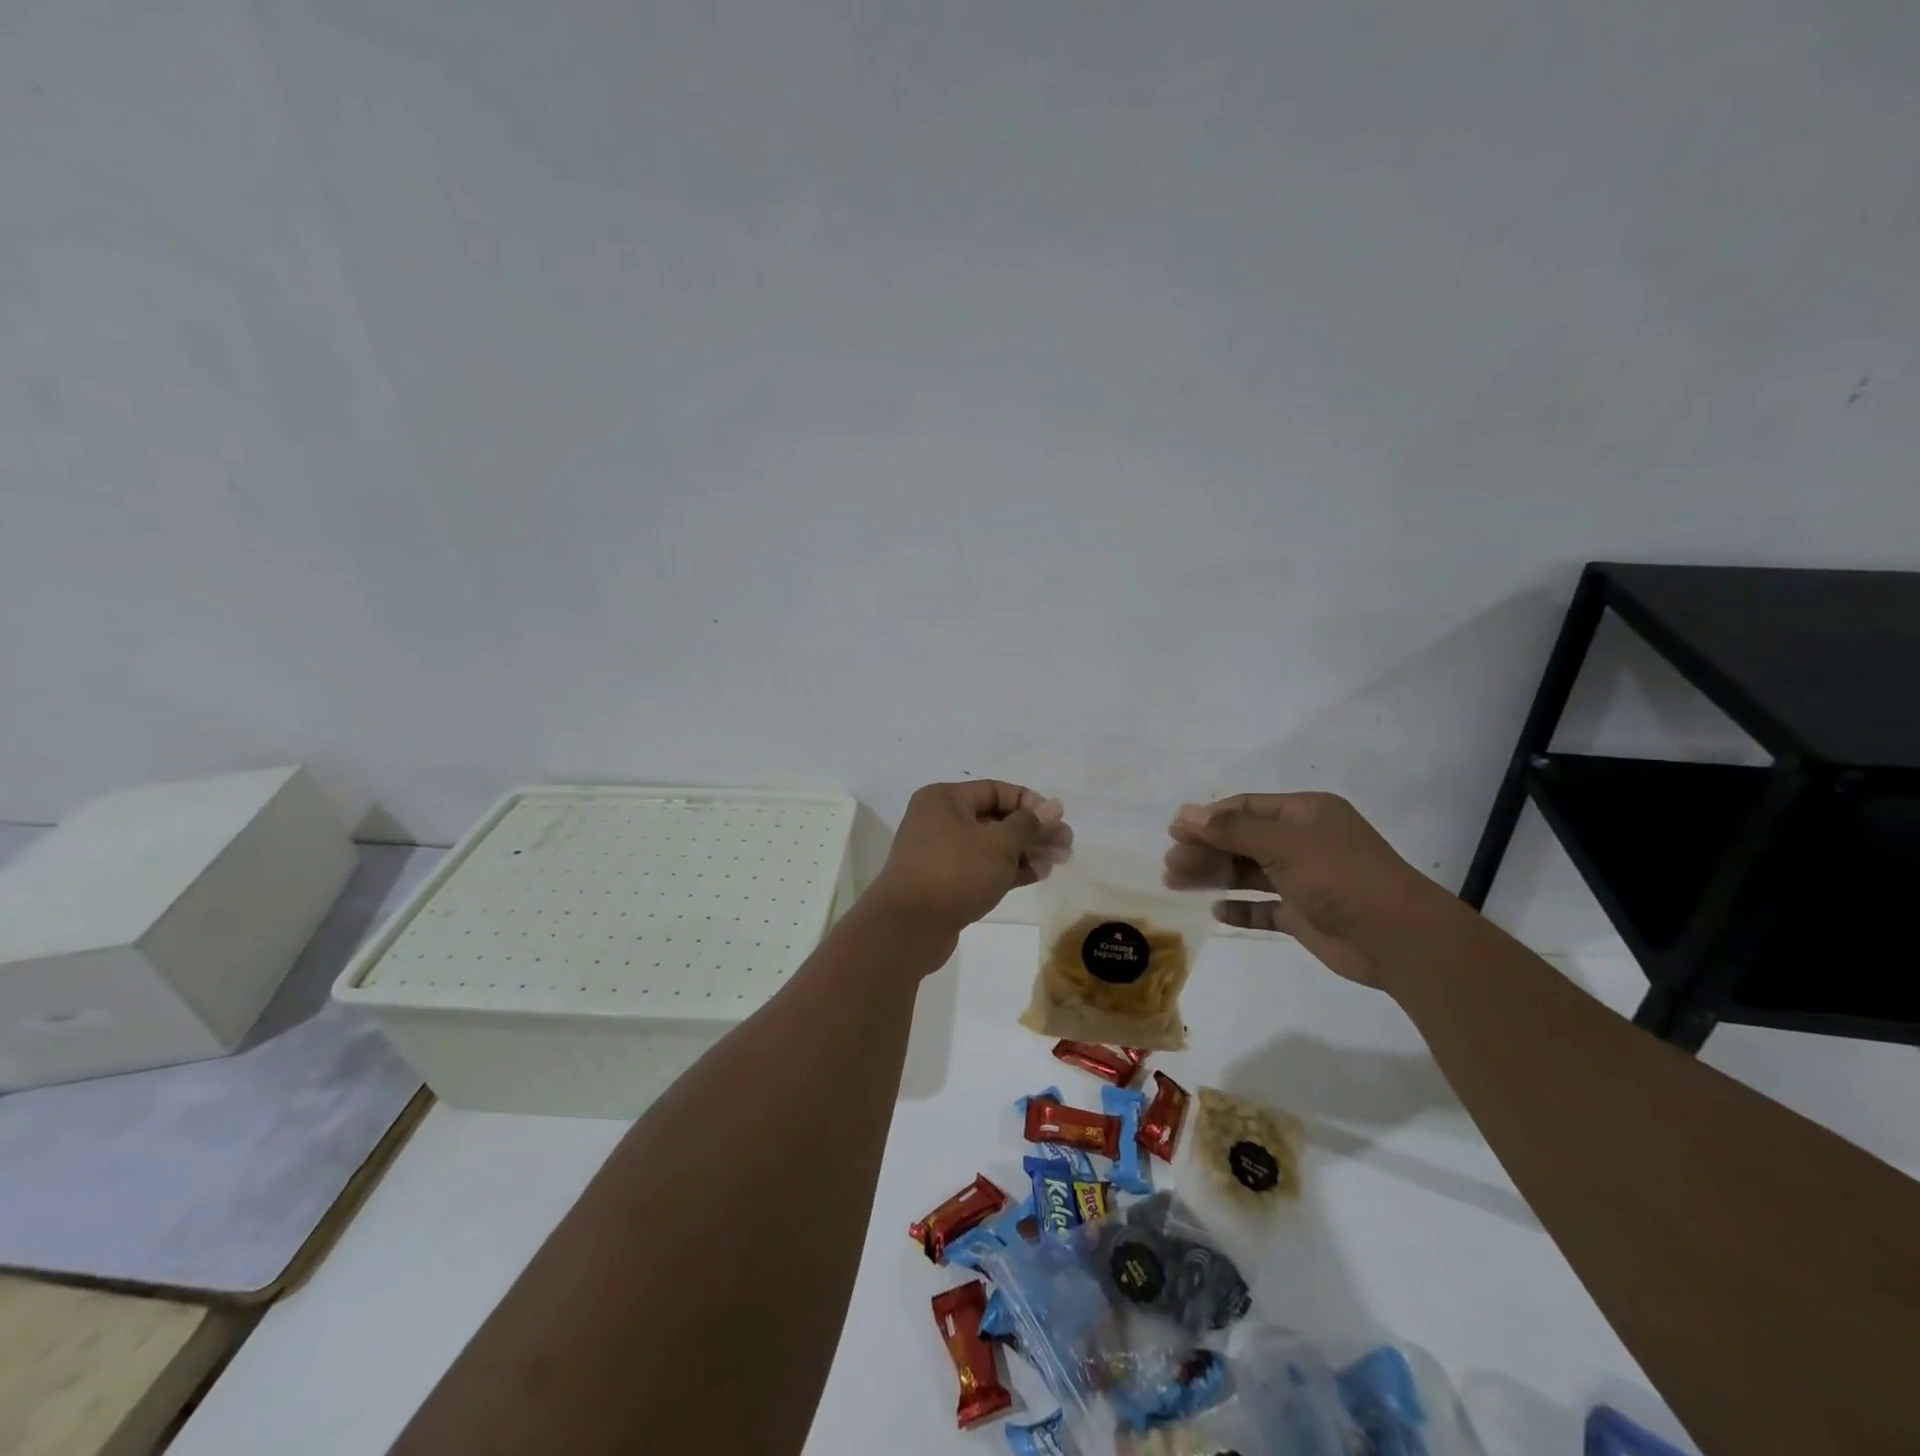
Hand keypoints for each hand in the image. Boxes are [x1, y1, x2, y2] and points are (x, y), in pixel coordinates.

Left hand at [869, 781, 1071, 936]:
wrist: (908, 926)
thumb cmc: (955, 872)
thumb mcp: (999, 844)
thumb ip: (1029, 824)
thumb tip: (1054, 807)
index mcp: (945, 799)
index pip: (996, 790)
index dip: (1030, 803)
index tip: (1058, 820)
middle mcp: (939, 820)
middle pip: (995, 818)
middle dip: (1032, 830)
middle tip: (1066, 844)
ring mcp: (940, 852)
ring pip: (991, 845)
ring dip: (1025, 851)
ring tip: (1059, 861)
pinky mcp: (945, 882)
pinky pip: (981, 867)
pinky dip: (1008, 869)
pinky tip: (1038, 874)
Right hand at [1165, 792, 1461, 987]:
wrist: (1397, 937)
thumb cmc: (1340, 876)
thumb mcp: (1282, 845)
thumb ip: (1231, 831)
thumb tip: (1184, 814)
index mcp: (1305, 813)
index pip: (1245, 807)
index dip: (1209, 818)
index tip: (1174, 832)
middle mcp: (1303, 841)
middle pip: (1242, 840)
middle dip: (1205, 849)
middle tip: (1170, 864)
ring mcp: (1303, 879)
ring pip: (1247, 872)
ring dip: (1214, 875)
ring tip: (1176, 883)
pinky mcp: (1303, 914)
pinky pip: (1263, 907)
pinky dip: (1240, 907)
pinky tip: (1216, 911)